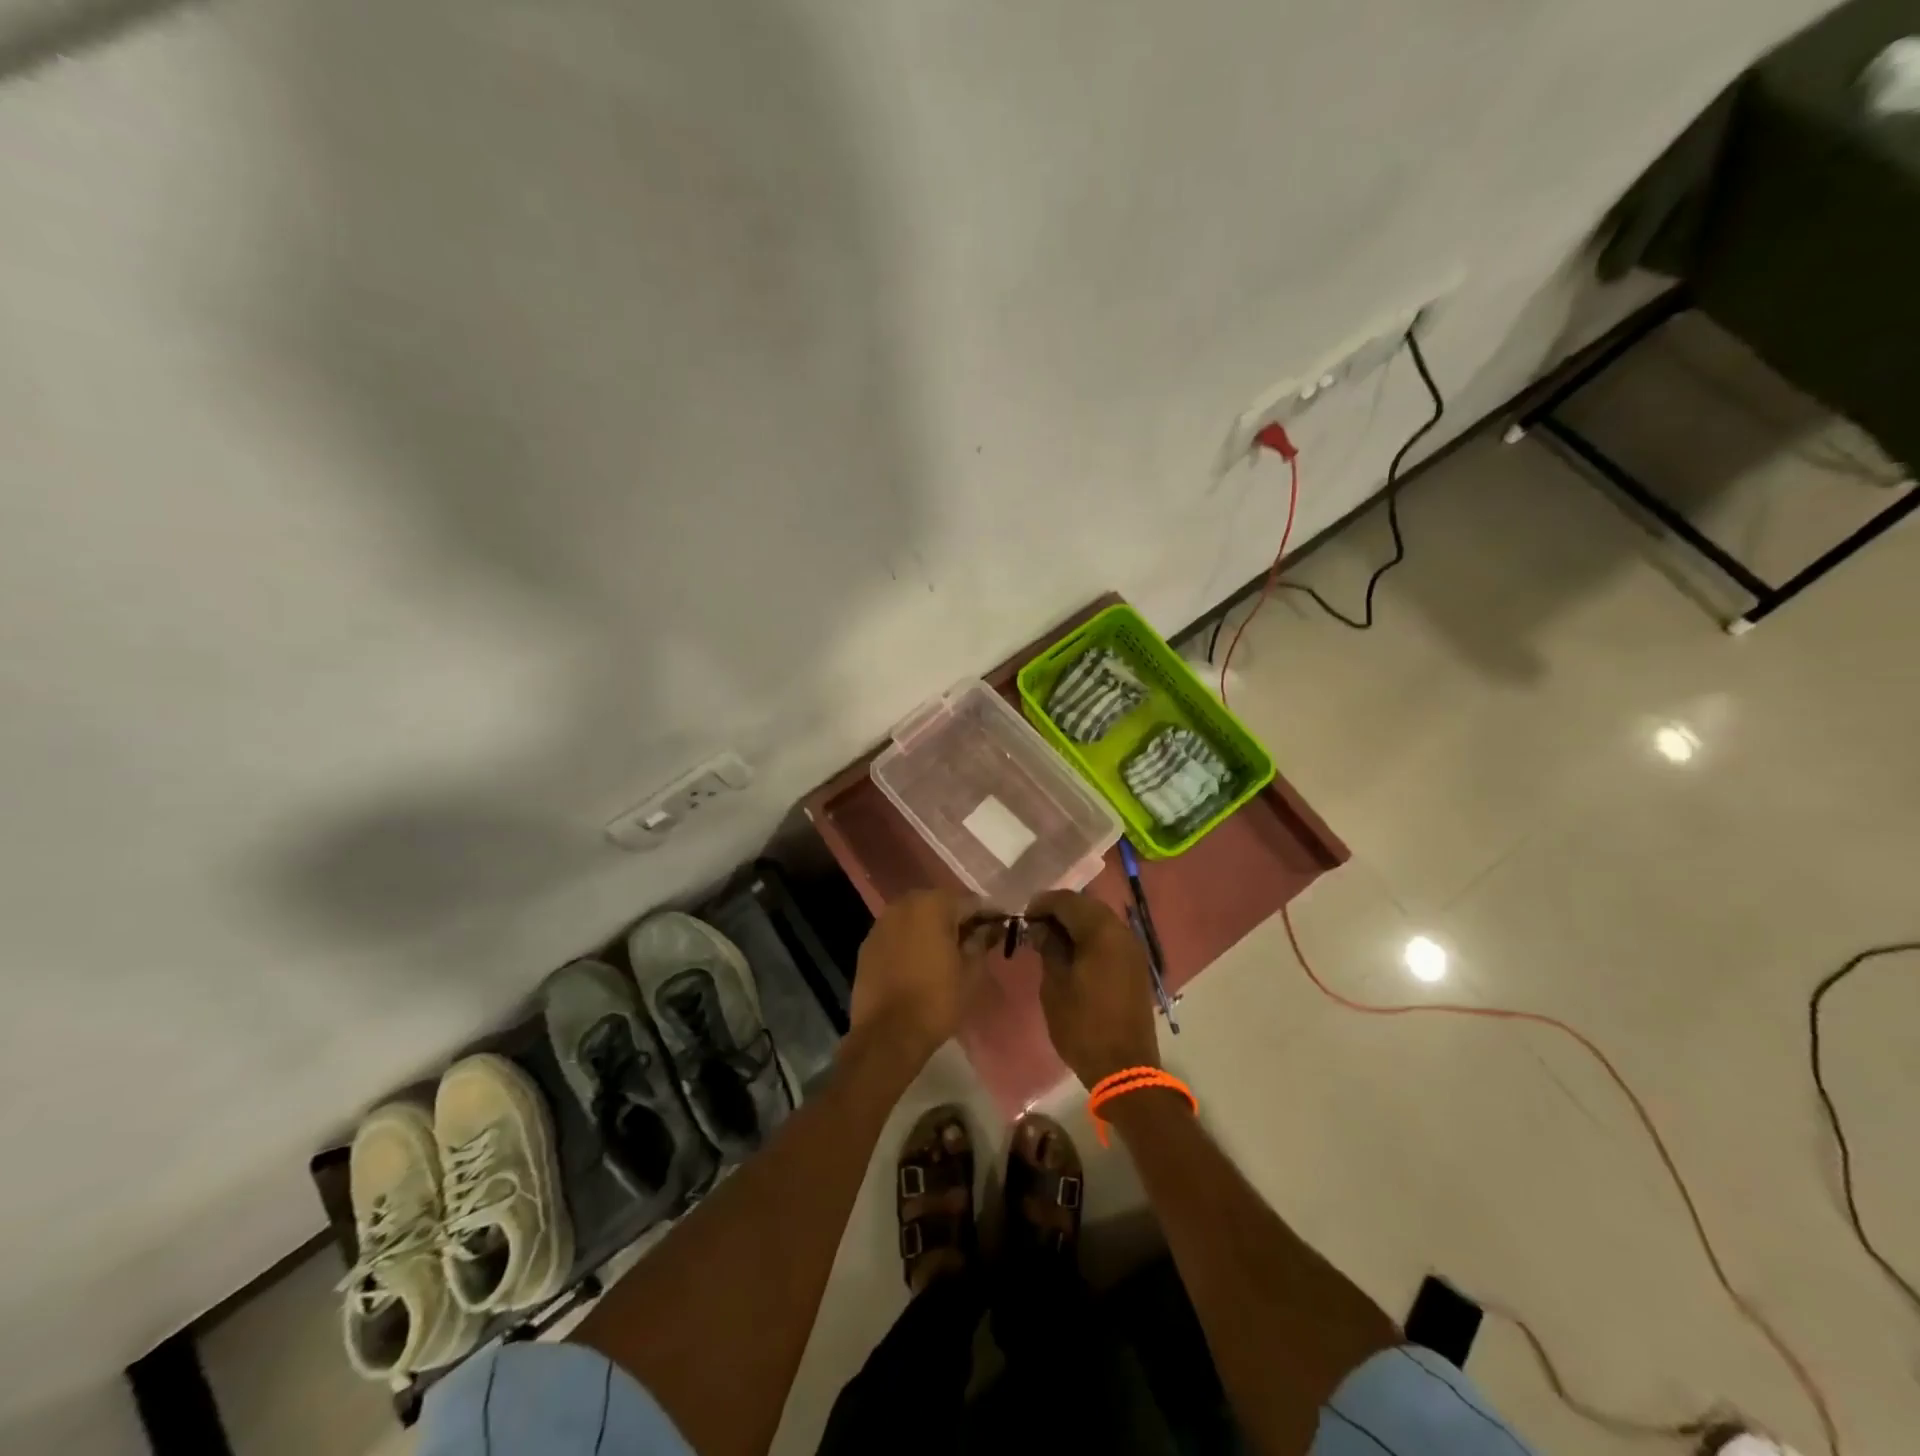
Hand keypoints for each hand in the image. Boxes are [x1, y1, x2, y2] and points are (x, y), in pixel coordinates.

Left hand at [849, 889, 990, 1064]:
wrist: (887, 1034)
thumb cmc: (937, 1000)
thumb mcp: (971, 973)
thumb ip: (981, 942)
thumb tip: (988, 928)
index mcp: (933, 905)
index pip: (969, 902)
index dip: (988, 914)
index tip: (1001, 925)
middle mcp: (904, 904)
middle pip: (939, 904)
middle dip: (957, 918)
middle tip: (974, 938)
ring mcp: (882, 923)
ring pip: (915, 916)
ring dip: (932, 927)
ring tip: (947, 950)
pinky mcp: (868, 944)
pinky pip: (897, 933)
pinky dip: (911, 940)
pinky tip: (920, 960)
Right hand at [1027, 890, 1161, 1087]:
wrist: (1124, 1068)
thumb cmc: (1083, 1026)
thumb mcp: (1055, 985)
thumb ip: (1049, 948)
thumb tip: (1041, 928)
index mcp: (1102, 932)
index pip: (1068, 901)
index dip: (1043, 903)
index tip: (1023, 916)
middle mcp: (1122, 932)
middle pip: (1087, 907)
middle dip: (1060, 911)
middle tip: (1035, 926)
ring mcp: (1133, 949)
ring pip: (1100, 921)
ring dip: (1076, 924)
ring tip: (1051, 939)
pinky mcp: (1136, 966)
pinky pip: (1110, 939)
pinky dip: (1090, 938)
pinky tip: (1072, 952)